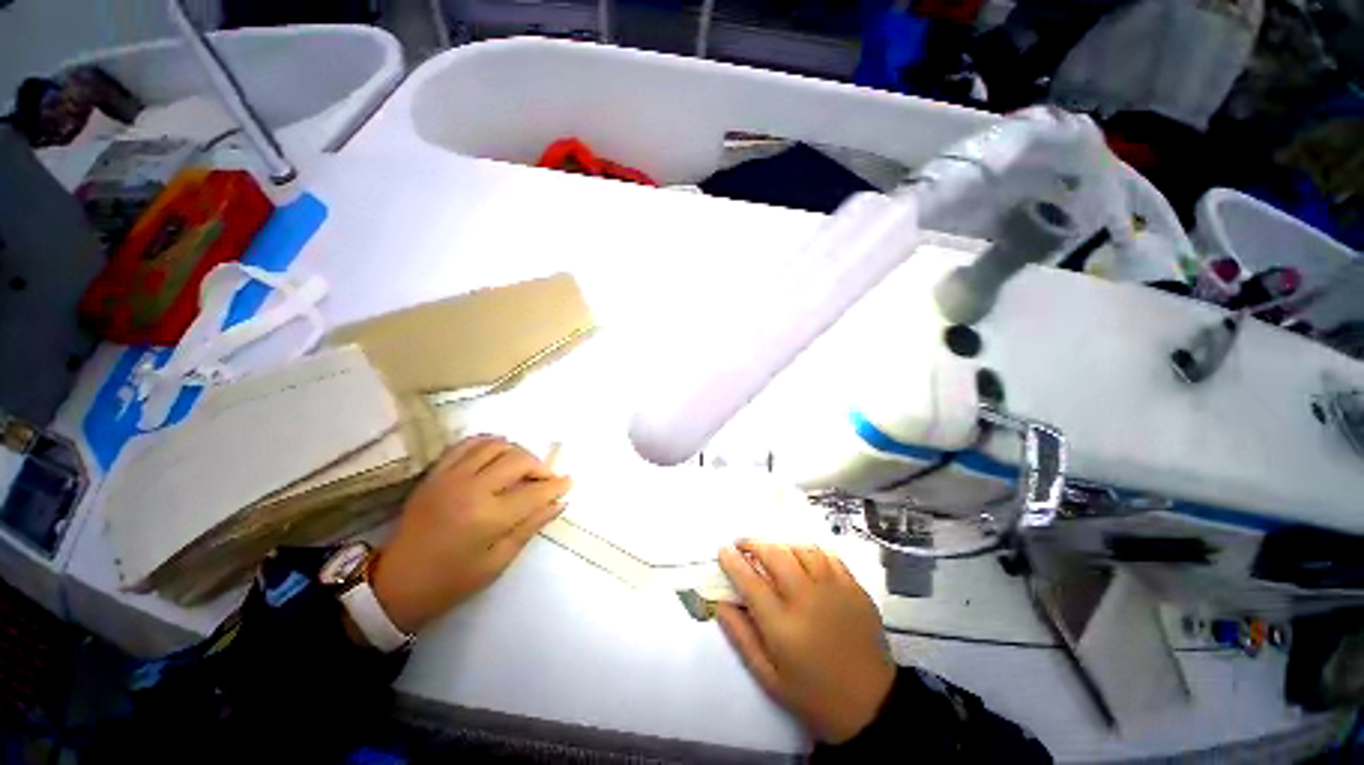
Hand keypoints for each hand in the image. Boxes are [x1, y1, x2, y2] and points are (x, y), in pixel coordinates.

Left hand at [371, 435, 570, 633]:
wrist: (396, 582)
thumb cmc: (452, 581)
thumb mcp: (498, 561)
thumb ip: (531, 526)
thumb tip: (559, 502)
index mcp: (488, 518)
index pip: (535, 492)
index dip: (556, 485)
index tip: (569, 482)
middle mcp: (471, 489)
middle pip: (518, 460)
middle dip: (540, 467)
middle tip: (545, 479)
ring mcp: (450, 477)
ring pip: (495, 446)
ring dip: (516, 452)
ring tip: (522, 468)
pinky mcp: (435, 473)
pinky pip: (467, 444)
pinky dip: (488, 443)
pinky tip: (497, 453)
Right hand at [717, 541, 894, 743]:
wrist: (871, 706)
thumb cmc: (813, 696)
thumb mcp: (769, 677)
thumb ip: (741, 637)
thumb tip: (721, 603)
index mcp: (783, 625)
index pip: (750, 581)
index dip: (732, 561)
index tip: (722, 549)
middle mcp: (807, 599)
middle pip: (775, 555)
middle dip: (753, 544)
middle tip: (742, 545)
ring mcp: (834, 590)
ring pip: (801, 549)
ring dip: (781, 546)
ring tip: (772, 552)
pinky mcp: (854, 588)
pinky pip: (828, 556)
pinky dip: (809, 551)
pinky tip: (803, 558)